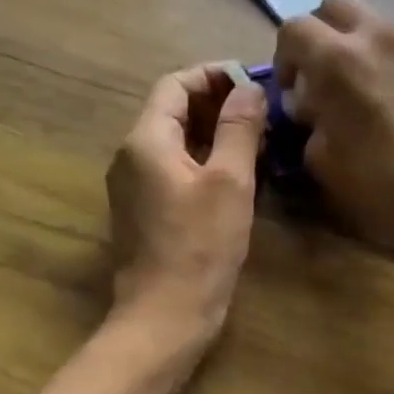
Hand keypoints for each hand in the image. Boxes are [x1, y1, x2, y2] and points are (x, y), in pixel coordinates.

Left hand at [106, 63, 266, 356]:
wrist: (164, 318)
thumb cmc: (200, 246)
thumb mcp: (229, 181)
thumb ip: (239, 128)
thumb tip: (249, 88)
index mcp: (145, 140)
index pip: (175, 84)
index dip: (213, 76)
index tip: (253, 83)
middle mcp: (131, 156)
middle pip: (173, 110)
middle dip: (217, 104)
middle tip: (262, 112)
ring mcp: (134, 185)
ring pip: (175, 140)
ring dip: (214, 132)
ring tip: (258, 139)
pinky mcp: (144, 210)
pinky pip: (173, 167)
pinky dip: (204, 159)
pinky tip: (237, 173)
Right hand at [273, 0, 393, 250]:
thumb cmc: (379, 183)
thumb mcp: (321, 159)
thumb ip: (308, 119)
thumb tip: (310, 105)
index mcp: (337, 59)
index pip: (293, 28)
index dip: (283, 56)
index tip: (291, 89)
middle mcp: (374, 37)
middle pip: (333, 7)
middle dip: (319, 35)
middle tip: (320, 74)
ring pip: (370, 20)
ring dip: (353, 42)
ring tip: (356, 84)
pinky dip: (383, 56)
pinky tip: (389, 95)